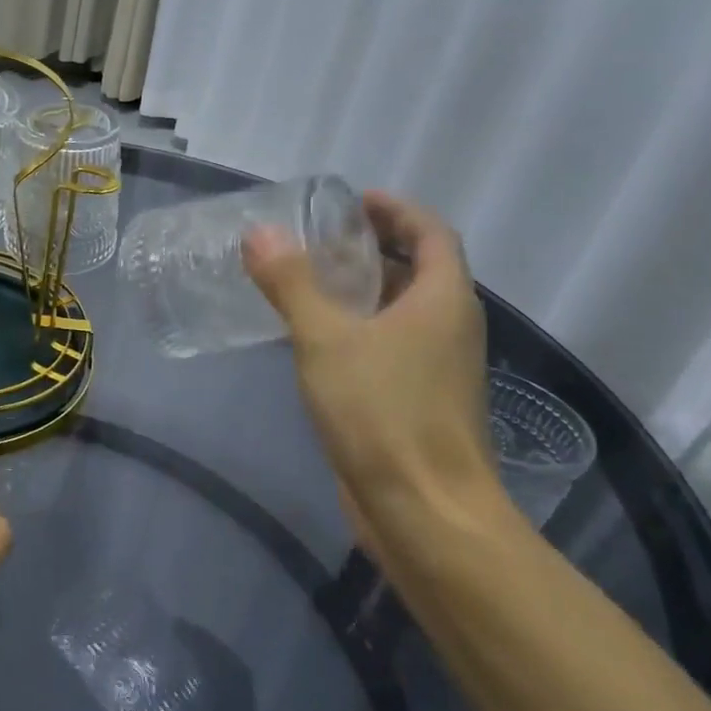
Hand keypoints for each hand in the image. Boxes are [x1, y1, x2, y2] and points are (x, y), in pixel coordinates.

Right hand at [243, 190, 508, 547]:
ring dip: (362, 288)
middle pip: (418, 269)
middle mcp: (448, 327)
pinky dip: (356, 326)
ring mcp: (435, 367)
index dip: (396, 209)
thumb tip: (261, 233)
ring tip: (307, 278)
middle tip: (317, 237)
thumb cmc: (383, 412)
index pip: (431, 233)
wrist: (424, 510)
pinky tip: (312, 337)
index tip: (352, 200)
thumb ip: (292, 283)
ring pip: (401, 310)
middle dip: (373, 246)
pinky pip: (387, 344)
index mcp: (443, 301)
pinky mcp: (415, 399)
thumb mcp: (327, 339)